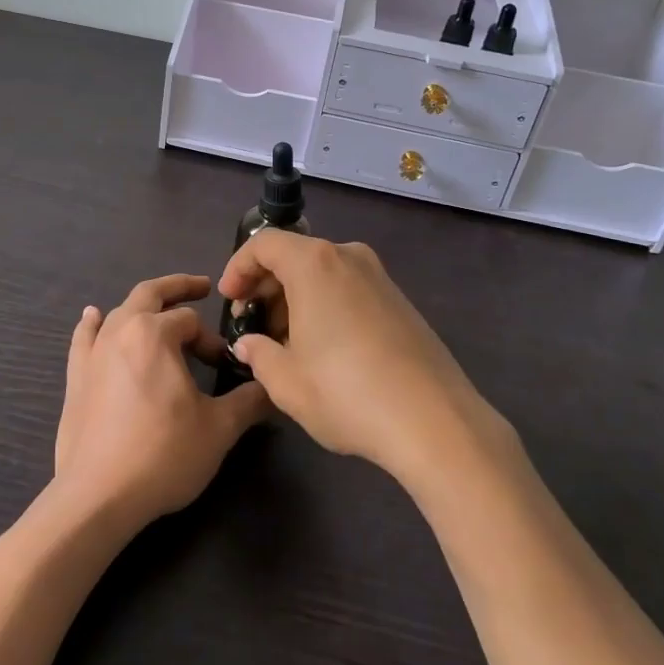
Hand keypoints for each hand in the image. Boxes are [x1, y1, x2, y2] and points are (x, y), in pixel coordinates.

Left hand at [55, 274, 271, 531]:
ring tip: (157, 304)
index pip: (191, 321)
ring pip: (119, 312)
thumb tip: (271, 386)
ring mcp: (92, 353)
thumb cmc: (164, 454)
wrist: (99, 496)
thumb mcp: (219, 428)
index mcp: (155, 333)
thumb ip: (249, 400)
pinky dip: (92, 324)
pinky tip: (93, 316)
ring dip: (142, 305)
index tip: (222, 366)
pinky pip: (84, 338)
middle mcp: (120, 331)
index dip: (211, 339)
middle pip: (151, 294)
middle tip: (201, 286)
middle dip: (179, 287)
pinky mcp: (75, 378)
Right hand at [218, 232, 509, 487]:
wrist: (434, 421)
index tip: (229, 300)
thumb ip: (258, 354)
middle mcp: (348, 257)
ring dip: (296, 298)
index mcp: (315, 264)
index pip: (264, 244)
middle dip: (266, 286)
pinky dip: (325, 305)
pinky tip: (324, 349)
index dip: (239, 268)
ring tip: (285, 343)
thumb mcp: (286, 382)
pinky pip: (348, 289)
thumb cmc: (346, 393)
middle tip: (253, 325)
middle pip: (294, 255)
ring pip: (323, 273)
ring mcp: (379, 277)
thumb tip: (249, 345)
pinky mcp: (400, 301)